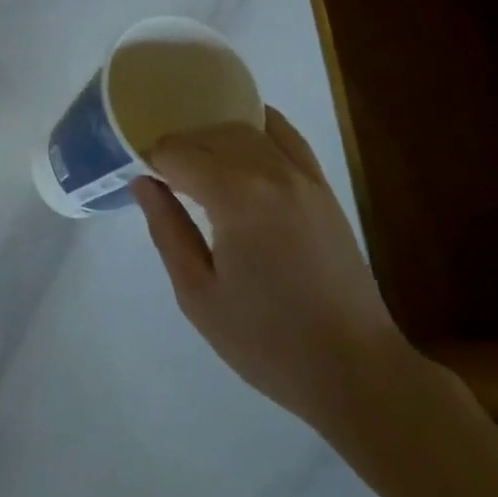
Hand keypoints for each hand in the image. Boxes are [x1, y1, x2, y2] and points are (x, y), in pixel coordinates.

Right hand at [131, 107, 408, 437]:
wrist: (356, 370)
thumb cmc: (268, 341)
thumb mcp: (198, 295)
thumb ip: (166, 230)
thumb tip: (141, 181)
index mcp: (236, 197)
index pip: (178, 152)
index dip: (154, 161)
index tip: (145, 182)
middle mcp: (269, 171)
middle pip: (209, 135)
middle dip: (181, 148)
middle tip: (164, 179)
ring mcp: (302, 175)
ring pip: (244, 129)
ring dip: (213, 139)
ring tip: (199, 168)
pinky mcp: (322, 186)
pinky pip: (285, 135)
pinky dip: (258, 126)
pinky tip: (242, 138)